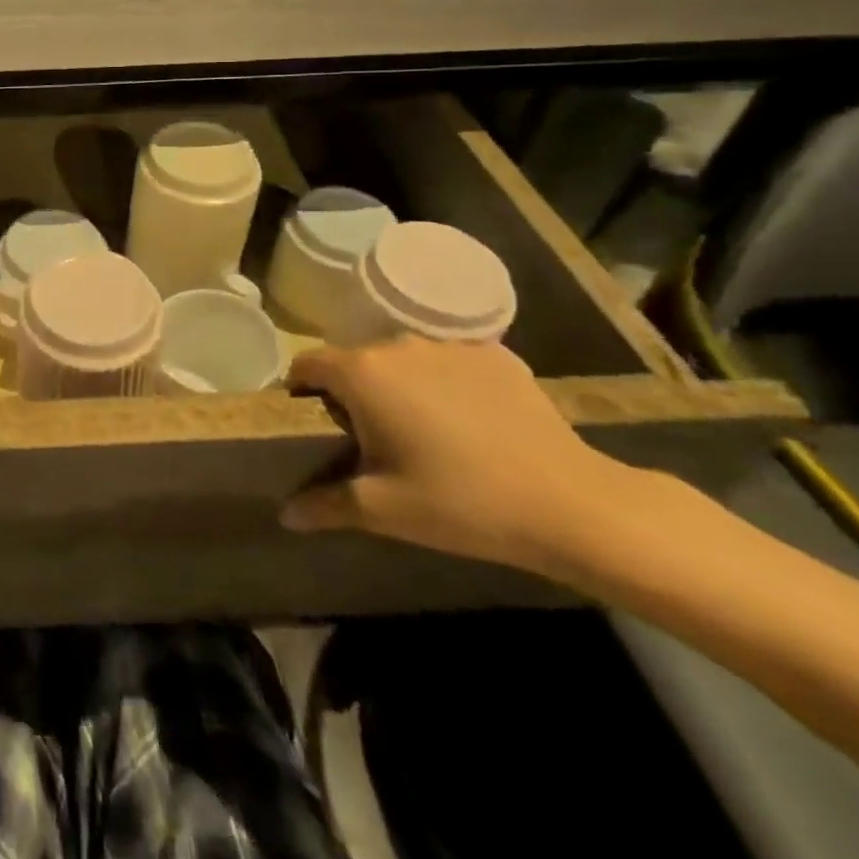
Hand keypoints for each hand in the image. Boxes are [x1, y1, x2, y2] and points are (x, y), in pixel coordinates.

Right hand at [280, 337, 637, 573]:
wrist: (574, 505)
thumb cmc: (461, 503)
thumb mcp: (383, 511)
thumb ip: (324, 505)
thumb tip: (285, 514)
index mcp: (362, 373)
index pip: (308, 365)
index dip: (302, 393)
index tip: (316, 426)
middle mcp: (397, 345)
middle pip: (355, 361)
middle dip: (353, 393)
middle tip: (372, 441)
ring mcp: (449, 345)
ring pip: (403, 360)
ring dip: (399, 386)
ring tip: (424, 432)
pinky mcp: (494, 355)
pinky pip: (450, 363)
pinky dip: (447, 385)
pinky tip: (470, 423)